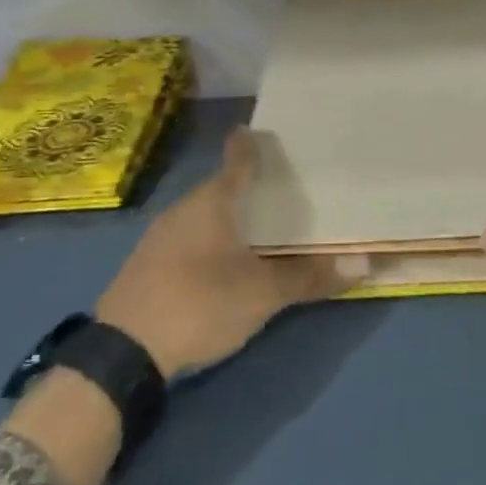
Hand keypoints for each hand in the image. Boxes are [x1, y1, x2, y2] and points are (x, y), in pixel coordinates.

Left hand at [96, 127, 359, 377]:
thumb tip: (363, 264)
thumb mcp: (261, 294)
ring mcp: (161, 235)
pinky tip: (223, 259)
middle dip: (249, 186)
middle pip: (222, 187)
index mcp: (213, 202)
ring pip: (204, 214)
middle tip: (282, 187)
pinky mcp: (148, 263)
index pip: (238, 160)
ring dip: (229, 216)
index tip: (264, 132)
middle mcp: (185, 208)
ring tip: (259, 225)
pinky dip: (211, 238)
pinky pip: (189, 236)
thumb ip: (309, 277)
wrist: (122, 352)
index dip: (252, 144)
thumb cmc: (199, 304)